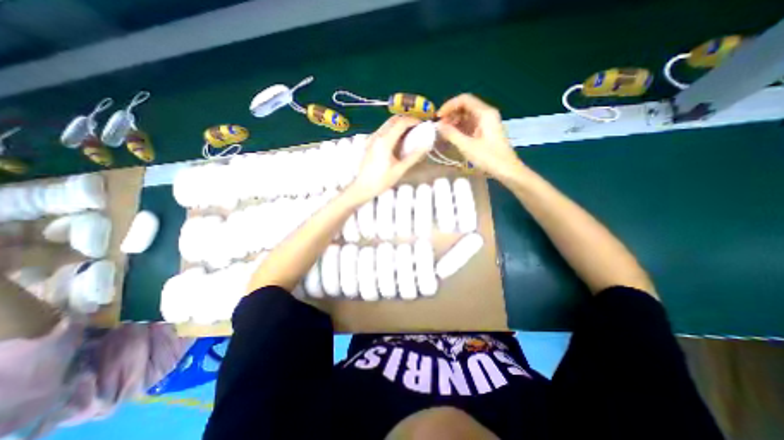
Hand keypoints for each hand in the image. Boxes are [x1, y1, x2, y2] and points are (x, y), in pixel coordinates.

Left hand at [343, 113, 426, 202]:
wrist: (363, 187)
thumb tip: (425, 146)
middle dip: (406, 120)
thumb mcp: (399, 170)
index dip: (412, 121)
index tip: (421, 124)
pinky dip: (392, 130)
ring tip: (409, 134)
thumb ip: (413, 156)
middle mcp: (377, 136)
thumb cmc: (381, 180)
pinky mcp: (369, 143)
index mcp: (385, 141)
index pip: (400, 123)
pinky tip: (397, 141)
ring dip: (398, 125)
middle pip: (393, 120)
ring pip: (387, 124)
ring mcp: (371, 139)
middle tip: (416, 127)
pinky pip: (382, 131)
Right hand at [434, 92, 525, 179]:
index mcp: (485, 113)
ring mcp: (486, 123)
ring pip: (467, 116)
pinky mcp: (485, 132)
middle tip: (439, 127)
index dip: (449, 106)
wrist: (507, 170)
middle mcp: (486, 114)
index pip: (464, 100)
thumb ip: (451, 134)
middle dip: (450, 114)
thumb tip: (438, 125)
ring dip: (454, 122)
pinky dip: (460, 128)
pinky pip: (470, 125)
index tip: (438, 118)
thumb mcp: (467, 146)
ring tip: (443, 132)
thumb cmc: (489, 158)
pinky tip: (452, 136)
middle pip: (465, 106)